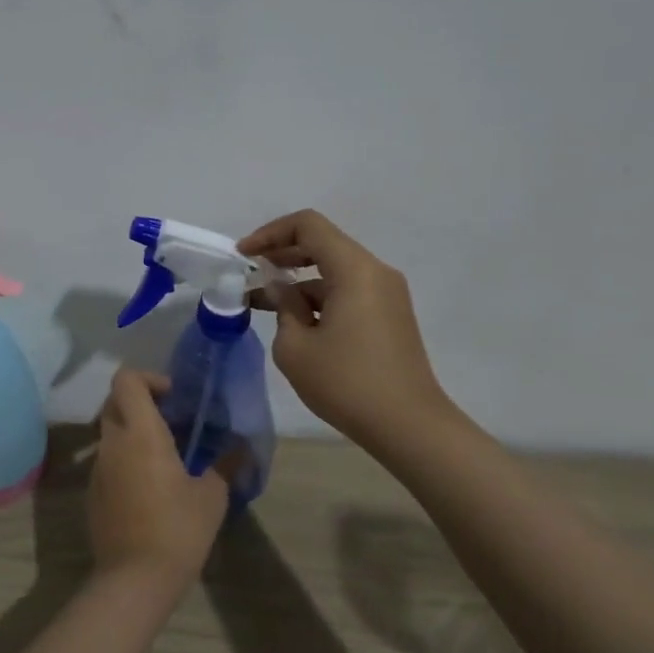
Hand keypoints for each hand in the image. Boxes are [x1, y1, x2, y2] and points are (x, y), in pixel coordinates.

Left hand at [88, 369, 229, 589]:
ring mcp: (98, 469)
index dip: (148, 378)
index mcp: (140, 433)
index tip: (173, 397)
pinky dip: (126, 461)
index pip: (126, 380)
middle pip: (115, 402)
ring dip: (134, 434)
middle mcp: (112, 443)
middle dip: (141, 404)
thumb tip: (241, 449)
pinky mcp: (93, 493)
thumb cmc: (178, 529)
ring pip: (111, 434)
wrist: (135, 579)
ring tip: (167, 457)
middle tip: (171, 422)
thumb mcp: (212, 497)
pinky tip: (151, 488)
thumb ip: (224, 465)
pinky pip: (108, 463)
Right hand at [240, 209, 452, 450]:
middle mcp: (375, 272)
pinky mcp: (389, 316)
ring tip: (264, 305)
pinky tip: (296, 323)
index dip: (270, 233)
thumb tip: (281, 290)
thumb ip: (283, 307)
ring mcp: (387, 294)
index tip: (244, 256)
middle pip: (323, 244)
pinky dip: (318, 298)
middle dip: (282, 255)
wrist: (409, 426)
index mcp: (354, 270)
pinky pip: (348, 291)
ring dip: (298, 281)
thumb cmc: (347, 383)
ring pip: (334, 271)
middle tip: (250, 274)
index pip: (308, 226)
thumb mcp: (296, 347)